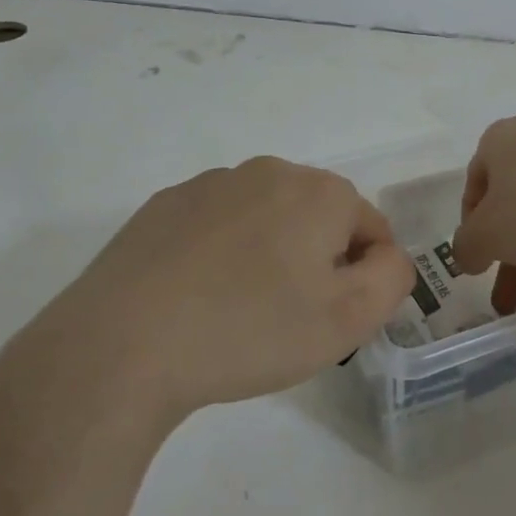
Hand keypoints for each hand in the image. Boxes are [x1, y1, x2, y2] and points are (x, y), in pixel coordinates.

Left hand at [42, 157, 415, 421]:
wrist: (122, 345)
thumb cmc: (250, 331)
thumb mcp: (348, 320)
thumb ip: (392, 278)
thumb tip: (386, 256)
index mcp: (319, 192)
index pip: (370, 227)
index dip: (364, 275)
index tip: (335, 317)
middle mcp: (269, 171)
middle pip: (318, 216)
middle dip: (318, 260)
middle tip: (292, 318)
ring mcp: (211, 184)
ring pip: (267, 218)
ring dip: (271, 253)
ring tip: (241, 311)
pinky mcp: (165, 205)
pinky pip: (218, 225)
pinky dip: (223, 253)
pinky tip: (198, 298)